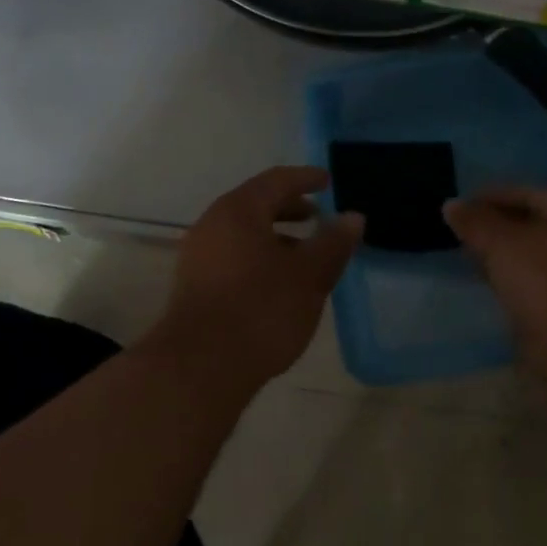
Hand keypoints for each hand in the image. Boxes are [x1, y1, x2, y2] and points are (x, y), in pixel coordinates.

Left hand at [146, 167, 362, 392]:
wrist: (201, 367)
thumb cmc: (261, 310)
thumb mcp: (309, 275)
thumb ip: (333, 243)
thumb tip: (352, 217)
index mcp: (239, 211)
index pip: (277, 180)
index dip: (305, 179)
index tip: (328, 181)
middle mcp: (212, 224)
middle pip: (256, 204)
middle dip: (289, 207)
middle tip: (318, 216)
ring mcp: (198, 255)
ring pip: (243, 232)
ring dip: (275, 235)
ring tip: (304, 253)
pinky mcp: (194, 284)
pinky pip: (232, 254)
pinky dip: (258, 255)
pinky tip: (277, 281)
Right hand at [443, 187, 546, 390]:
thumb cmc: (544, 279)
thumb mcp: (501, 241)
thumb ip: (475, 221)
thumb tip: (451, 205)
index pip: (527, 193)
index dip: (492, 195)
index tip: (461, 205)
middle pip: (529, 224)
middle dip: (494, 226)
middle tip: (459, 231)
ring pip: (528, 256)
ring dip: (499, 255)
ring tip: (466, 256)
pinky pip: (529, 283)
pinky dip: (507, 279)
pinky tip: (486, 284)